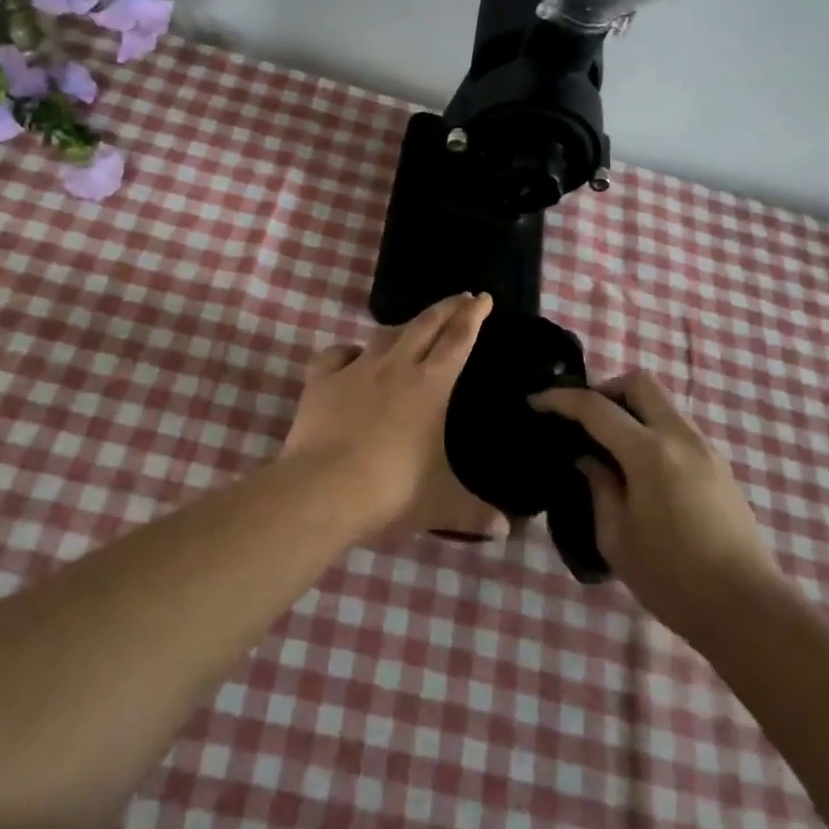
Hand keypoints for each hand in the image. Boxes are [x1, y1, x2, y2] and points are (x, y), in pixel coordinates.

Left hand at [280, 293, 505, 542]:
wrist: (323, 488)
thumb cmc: (391, 491)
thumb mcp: (439, 505)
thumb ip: (474, 513)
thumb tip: (507, 531)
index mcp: (430, 386)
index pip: (457, 340)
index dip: (472, 316)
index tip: (482, 298)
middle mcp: (396, 367)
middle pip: (425, 324)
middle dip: (446, 307)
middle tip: (461, 296)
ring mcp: (356, 369)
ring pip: (384, 335)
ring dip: (403, 327)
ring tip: (412, 327)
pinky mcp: (321, 380)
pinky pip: (337, 354)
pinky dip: (348, 352)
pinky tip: (351, 357)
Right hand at [532, 372, 782, 638]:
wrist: (748, 610)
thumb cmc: (673, 579)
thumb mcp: (617, 539)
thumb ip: (599, 488)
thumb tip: (588, 459)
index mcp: (650, 453)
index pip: (596, 407)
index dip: (561, 399)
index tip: (535, 401)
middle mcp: (680, 437)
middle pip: (640, 383)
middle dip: (604, 389)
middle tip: (582, 417)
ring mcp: (706, 449)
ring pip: (662, 403)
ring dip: (630, 409)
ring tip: (608, 444)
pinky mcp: (719, 466)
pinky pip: (677, 426)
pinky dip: (651, 428)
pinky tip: (638, 465)